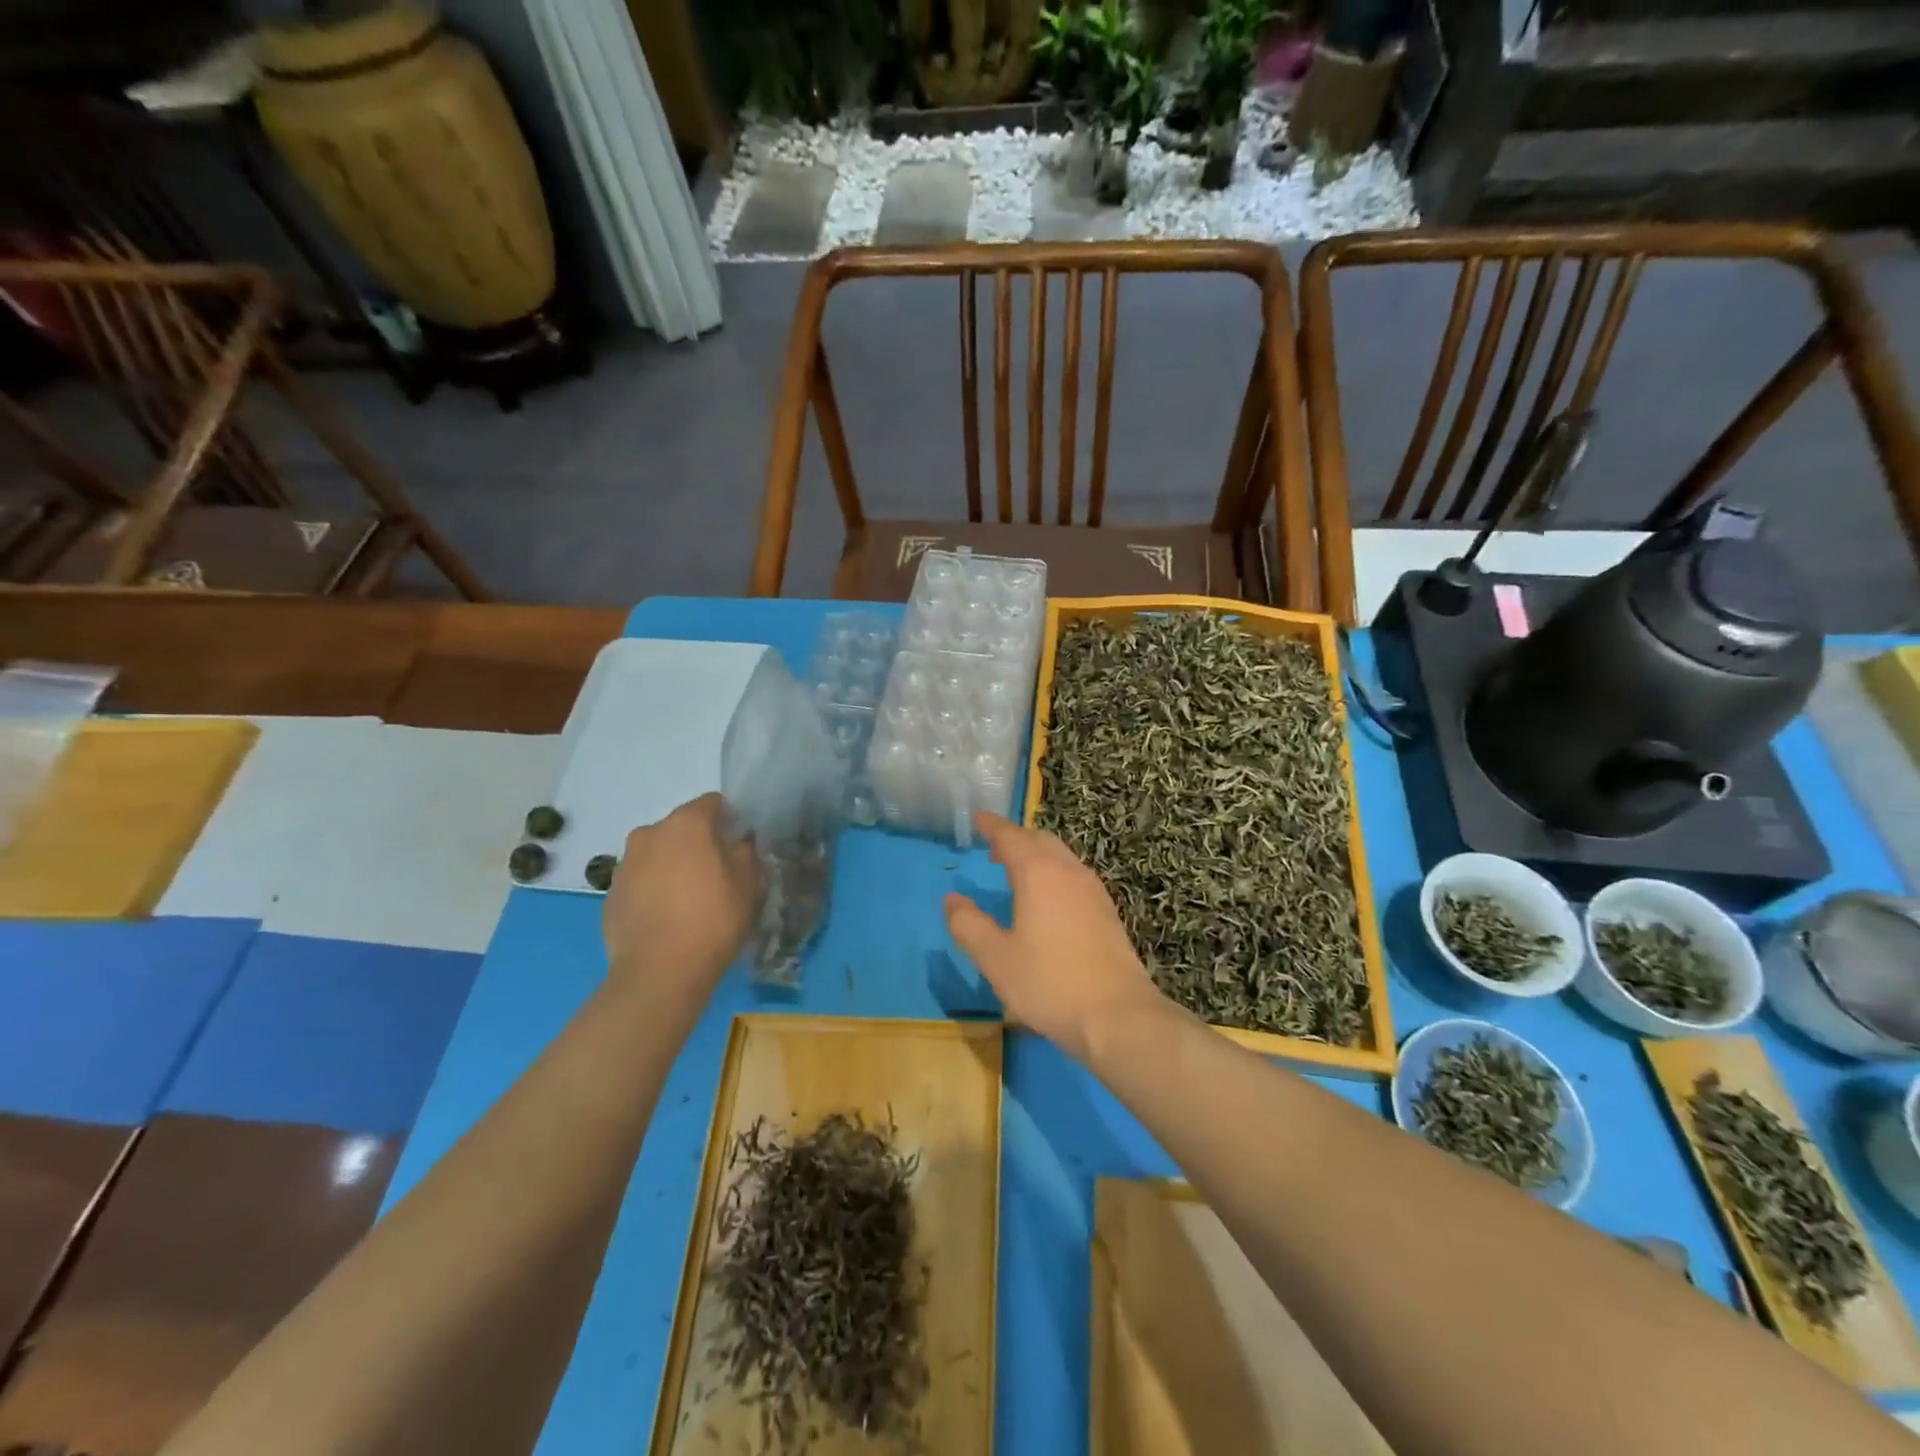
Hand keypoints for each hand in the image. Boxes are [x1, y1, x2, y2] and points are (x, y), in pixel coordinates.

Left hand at [603, 793, 761, 1002]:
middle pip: (681, 828)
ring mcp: (625, 865)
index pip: (712, 803)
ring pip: (657, 854)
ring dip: (673, 866)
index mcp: (686, 824)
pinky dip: (654, 890)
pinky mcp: (610, 895)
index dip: (729, 819)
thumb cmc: (713, 918)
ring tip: (690, 899)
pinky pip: (640, 882)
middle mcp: (649, 834)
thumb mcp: (748, 883)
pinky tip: (668, 918)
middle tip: (717, 872)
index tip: (740, 842)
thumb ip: (746, 852)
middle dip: (698, 843)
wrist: (659, 972)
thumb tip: (740, 841)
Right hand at [945, 812, 1166, 1064]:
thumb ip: (969, 925)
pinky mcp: (1107, 912)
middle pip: (1040, 840)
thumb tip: (953, 900)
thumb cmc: (1049, 984)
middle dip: (1016, 837)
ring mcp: (1093, 891)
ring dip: (1037, 853)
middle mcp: (1068, 872)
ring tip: (1017, 868)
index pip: (1011, 837)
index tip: (978, 818)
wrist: (1118, 1016)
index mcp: (1038, 874)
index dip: (993, 826)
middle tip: (993, 846)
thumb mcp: (996, 959)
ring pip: (1061, 856)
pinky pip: (1074, 875)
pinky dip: (1054, 871)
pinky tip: (1049, 897)